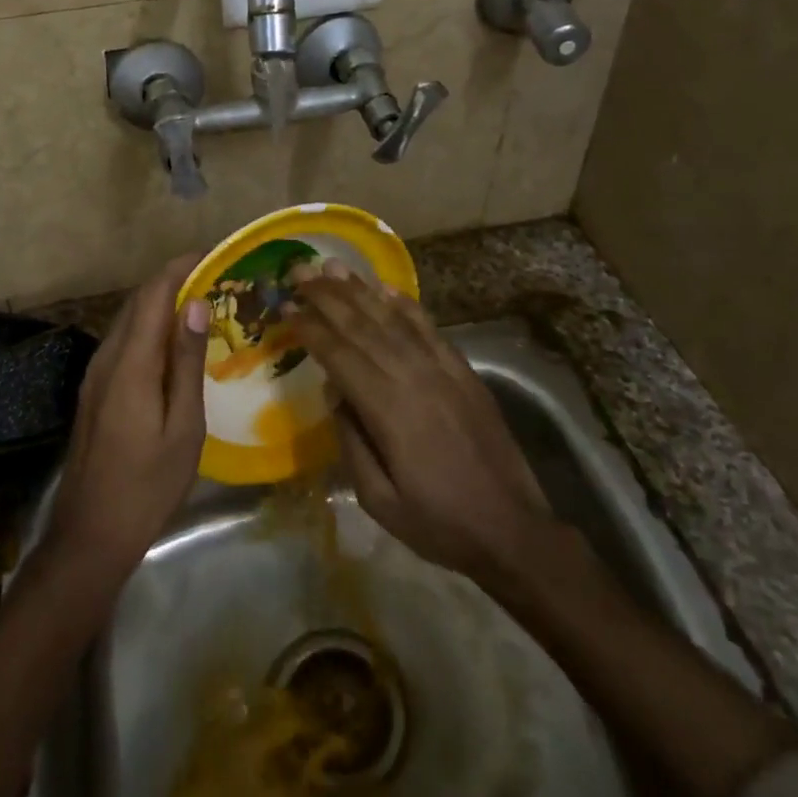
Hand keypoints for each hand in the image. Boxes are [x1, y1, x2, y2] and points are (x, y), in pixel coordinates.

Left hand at [45, 253, 209, 573]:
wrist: (90, 534)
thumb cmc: (148, 484)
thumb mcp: (183, 426)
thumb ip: (186, 362)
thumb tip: (196, 304)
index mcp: (130, 364)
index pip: (153, 295)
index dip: (180, 267)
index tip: (213, 254)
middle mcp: (106, 359)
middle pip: (137, 302)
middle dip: (173, 280)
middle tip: (216, 278)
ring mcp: (95, 375)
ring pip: (128, 321)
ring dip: (161, 303)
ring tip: (202, 304)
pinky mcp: (94, 391)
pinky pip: (123, 343)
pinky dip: (149, 329)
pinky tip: (173, 344)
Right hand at [289, 262, 550, 580]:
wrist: (512, 530)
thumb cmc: (438, 523)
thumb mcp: (378, 500)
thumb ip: (351, 441)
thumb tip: (333, 391)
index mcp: (388, 411)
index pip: (339, 355)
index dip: (310, 328)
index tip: (285, 306)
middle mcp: (414, 378)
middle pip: (362, 326)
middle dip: (327, 296)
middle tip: (298, 271)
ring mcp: (443, 370)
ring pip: (394, 319)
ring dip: (360, 290)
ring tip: (333, 266)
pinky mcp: (464, 371)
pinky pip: (429, 328)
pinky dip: (406, 304)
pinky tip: (386, 287)